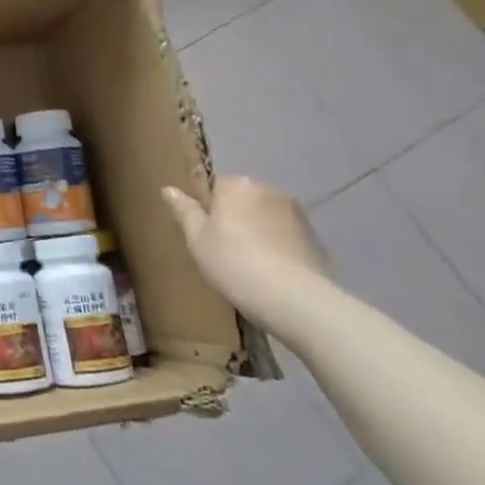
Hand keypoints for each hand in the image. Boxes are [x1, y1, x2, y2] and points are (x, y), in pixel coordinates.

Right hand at [163, 177, 329, 332]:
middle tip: (223, 249)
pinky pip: (286, 236)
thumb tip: (168, 188)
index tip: (204, 232)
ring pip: (266, 217)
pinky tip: (272, 273)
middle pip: (243, 199)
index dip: (207, 208)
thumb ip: (184, 211)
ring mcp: (297, 214)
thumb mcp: (197, 239)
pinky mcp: (316, 238)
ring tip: (250, 264)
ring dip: (258, 231)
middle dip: (235, 217)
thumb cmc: (234, 263)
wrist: (294, 299)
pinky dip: (278, 247)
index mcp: (237, 185)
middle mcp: (269, 190)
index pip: (215, 185)